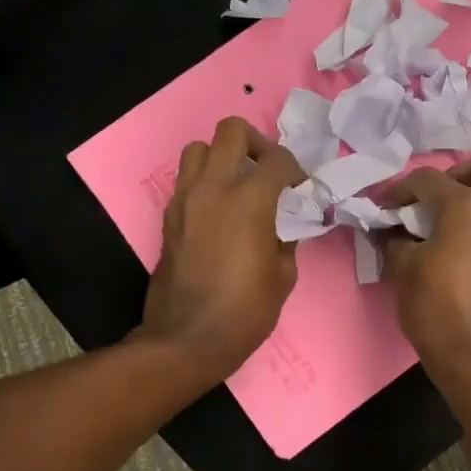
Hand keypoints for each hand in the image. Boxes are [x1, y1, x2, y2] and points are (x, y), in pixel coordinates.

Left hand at [141, 117, 303, 381]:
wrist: (188, 339)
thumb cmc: (245, 310)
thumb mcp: (284, 275)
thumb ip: (286, 237)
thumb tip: (284, 223)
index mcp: (250, 200)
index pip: (278, 160)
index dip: (296, 170)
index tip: (301, 189)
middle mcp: (214, 188)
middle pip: (231, 131)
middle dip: (256, 143)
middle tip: (267, 170)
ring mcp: (185, 199)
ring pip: (198, 148)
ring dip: (221, 156)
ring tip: (237, 183)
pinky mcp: (168, 216)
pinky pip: (186, 179)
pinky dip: (204, 181)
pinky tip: (219, 209)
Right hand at [382, 153, 470, 382]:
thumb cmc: (436, 310)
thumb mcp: (402, 270)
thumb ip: (395, 238)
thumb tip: (392, 229)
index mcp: (468, 206)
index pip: (429, 179)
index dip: (400, 189)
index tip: (384, 206)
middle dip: (457, 174)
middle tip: (433, 201)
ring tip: (446, 228)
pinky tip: (465, 252)